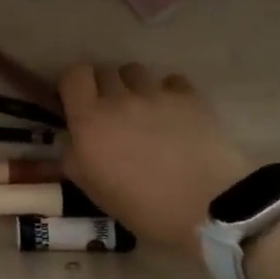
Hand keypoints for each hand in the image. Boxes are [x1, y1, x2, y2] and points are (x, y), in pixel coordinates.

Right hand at [59, 63, 250, 249]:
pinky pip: (171, 80)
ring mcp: (156, 94)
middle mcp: (119, 98)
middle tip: (112, 112)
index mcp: (89, 120)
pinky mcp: (189, 97)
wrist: (207, 208)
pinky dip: (168, 92)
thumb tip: (71, 140)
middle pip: (105, 70)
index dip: (74, 84)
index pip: (73, 74)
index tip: (79, 101)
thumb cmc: (143, 206)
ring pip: (135, 71)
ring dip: (134, 86)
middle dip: (104, 87)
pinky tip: (174, 114)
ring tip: (143, 109)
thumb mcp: (93, 190)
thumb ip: (74, 158)